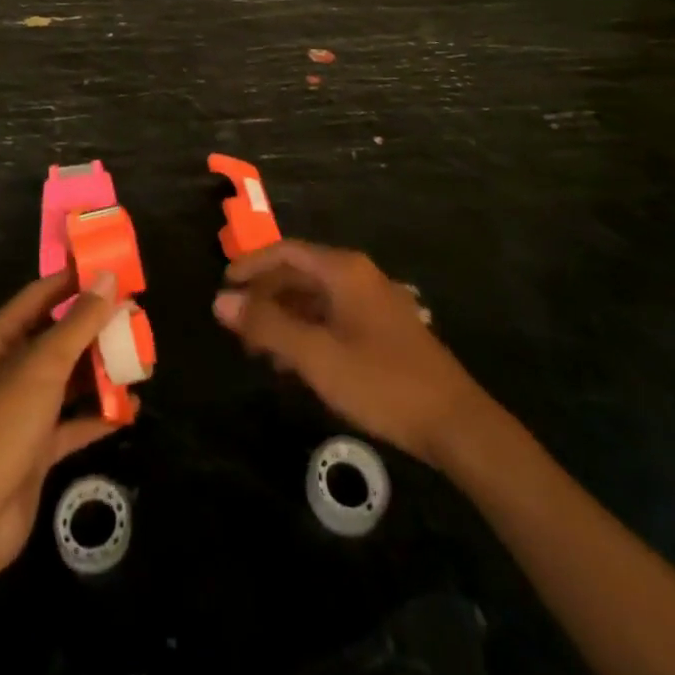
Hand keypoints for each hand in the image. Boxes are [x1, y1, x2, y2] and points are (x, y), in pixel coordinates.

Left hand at [0, 269, 121, 580]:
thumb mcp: (42, 364)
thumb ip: (79, 321)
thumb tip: (108, 277)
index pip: (41, 295)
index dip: (75, 279)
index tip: (114, 268)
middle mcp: (7, 370)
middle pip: (58, 338)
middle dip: (96, 329)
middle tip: (138, 318)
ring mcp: (20, 413)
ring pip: (68, 381)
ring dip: (101, 372)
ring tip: (142, 361)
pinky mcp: (34, 451)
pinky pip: (72, 424)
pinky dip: (98, 416)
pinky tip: (130, 409)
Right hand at [214, 241, 483, 468]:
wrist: (454, 423)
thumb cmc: (380, 382)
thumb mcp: (315, 355)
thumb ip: (267, 326)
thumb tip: (220, 301)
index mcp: (343, 270)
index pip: (285, 251)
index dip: (251, 266)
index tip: (223, 288)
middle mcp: (359, 276)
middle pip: (300, 273)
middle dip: (266, 296)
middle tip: (237, 327)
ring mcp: (374, 302)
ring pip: (316, 298)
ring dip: (285, 318)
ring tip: (260, 351)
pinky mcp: (384, 329)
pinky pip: (334, 317)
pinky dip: (308, 331)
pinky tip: (296, 363)